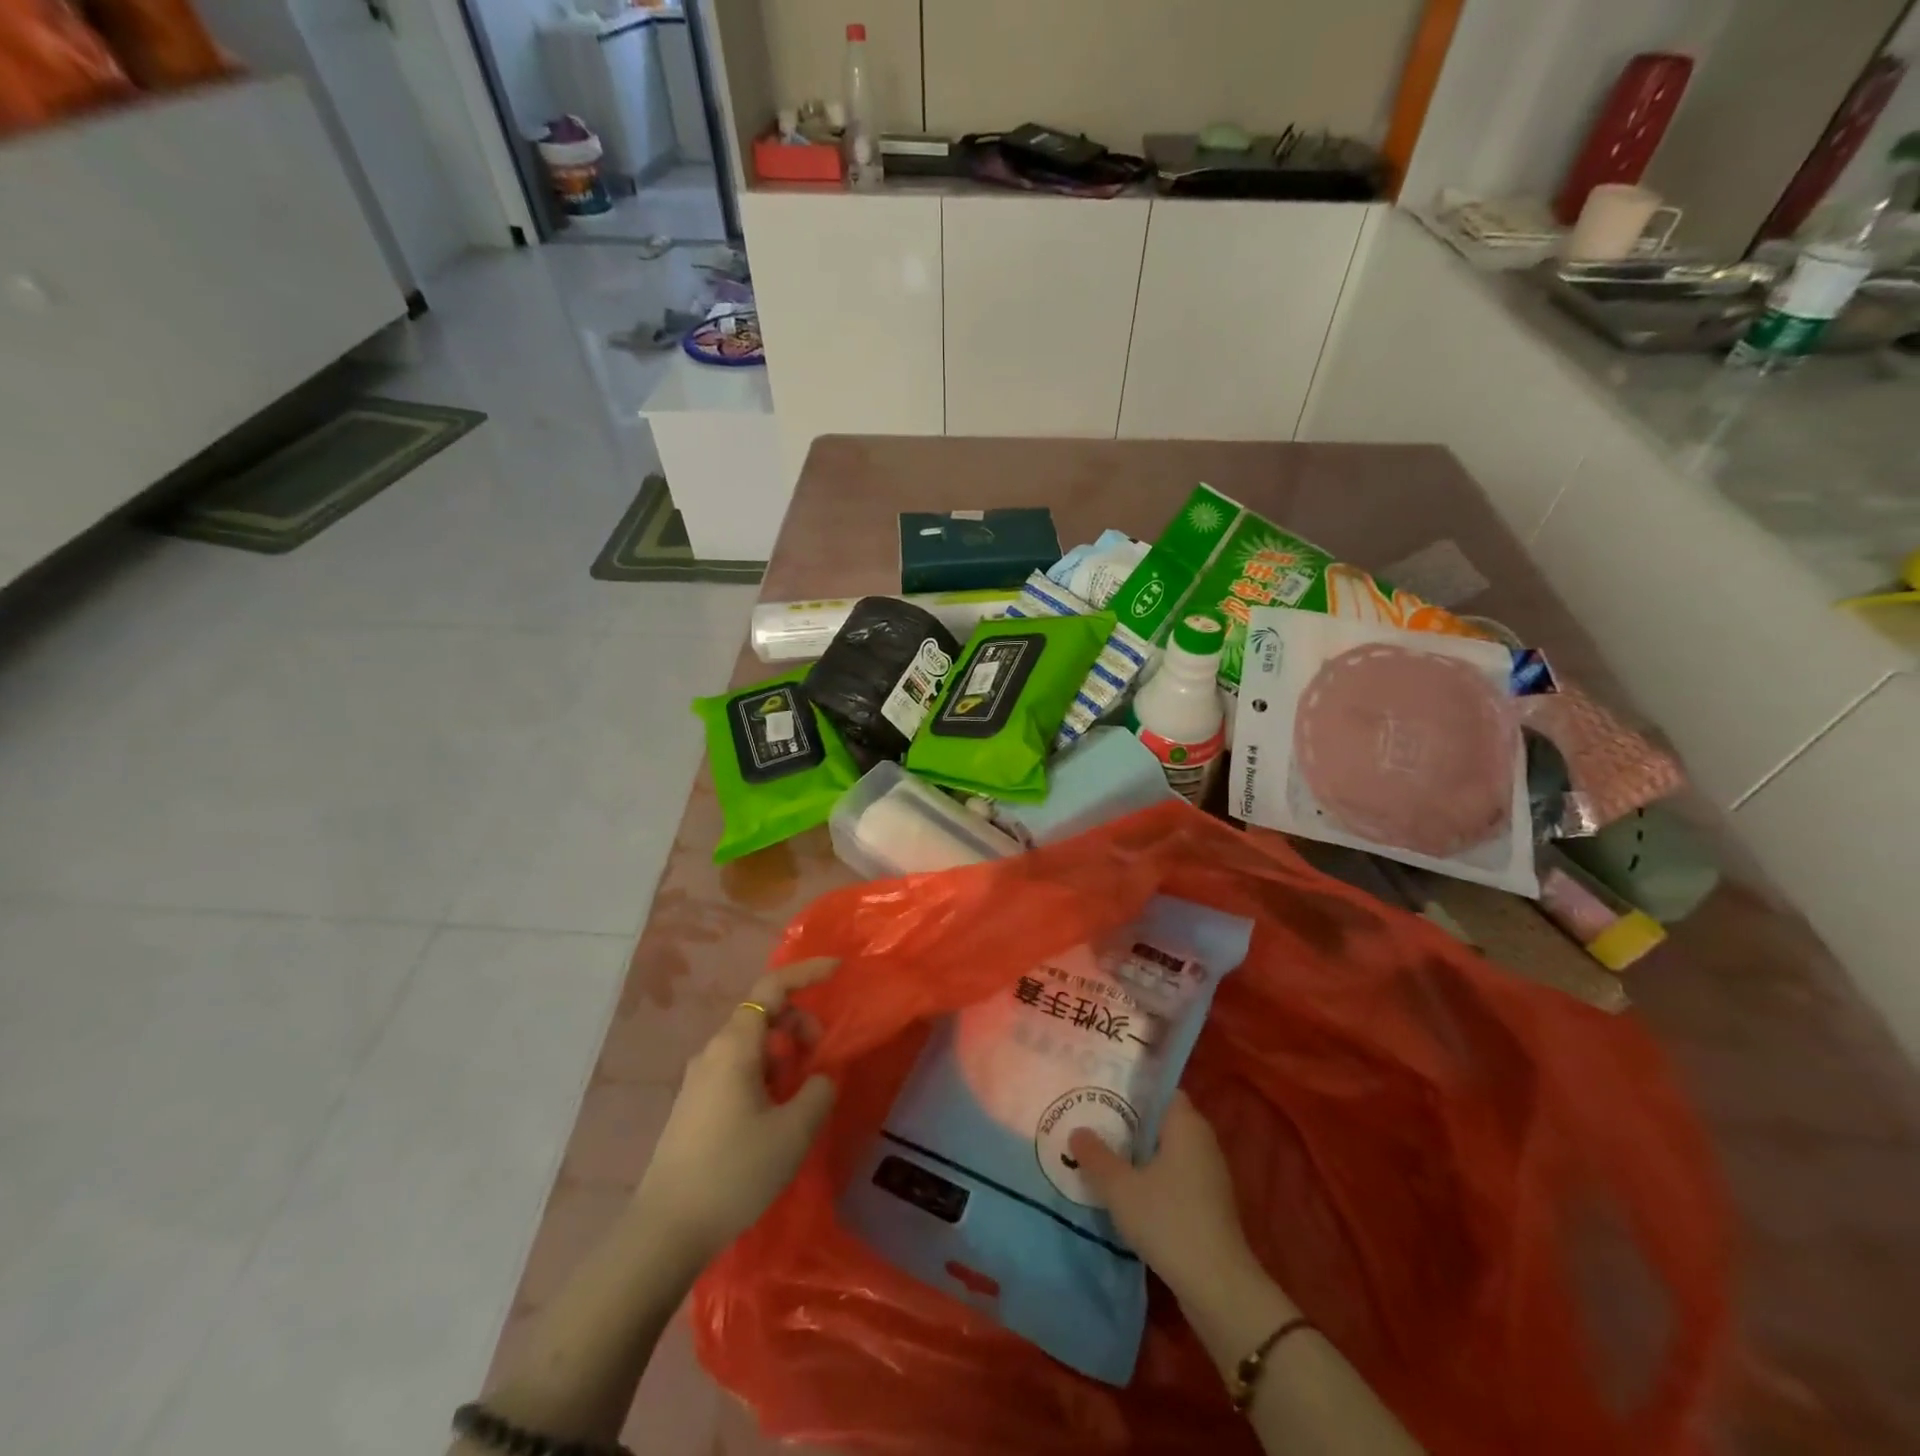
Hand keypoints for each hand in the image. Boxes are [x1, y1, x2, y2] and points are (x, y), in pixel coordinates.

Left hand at [630, 958, 838, 1267]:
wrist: (665, 1231)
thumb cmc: (734, 1172)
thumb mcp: (793, 1131)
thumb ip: (818, 1091)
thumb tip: (820, 1077)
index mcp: (735, 1046)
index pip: (772, 988)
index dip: (806, 973)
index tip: (838, 971)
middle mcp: (713, 1051)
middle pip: (762, 1014)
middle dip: (799, 1023)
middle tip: (821, 1056)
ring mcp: (699, 1079)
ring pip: (751, 1044)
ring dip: (783, 1053)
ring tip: (800, 1092)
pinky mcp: (695, 1104)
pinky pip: (738, 1068)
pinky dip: (765, 1073)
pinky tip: (775, 1112)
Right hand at [1068, 1089, 1261, 1305]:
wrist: (1218, 1287)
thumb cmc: (1169, 1221)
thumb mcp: (1120, 1188)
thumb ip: (1096, 1156)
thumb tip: (1078, 1132)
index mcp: (1186, 1124)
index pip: (1160, 1091)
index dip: (1132, 1089)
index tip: (1102, 1092)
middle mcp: (1202, 1141)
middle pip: (1161, 1120)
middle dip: (1130, 1122)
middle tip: (1093, 1121)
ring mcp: (1209, 1175)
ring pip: (1167, 1150)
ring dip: (1139, 1153)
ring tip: (1103, 1155)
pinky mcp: (1209, 1204)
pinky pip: (1175, 1176)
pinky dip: (1153, 1177)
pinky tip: (1127, 1191)